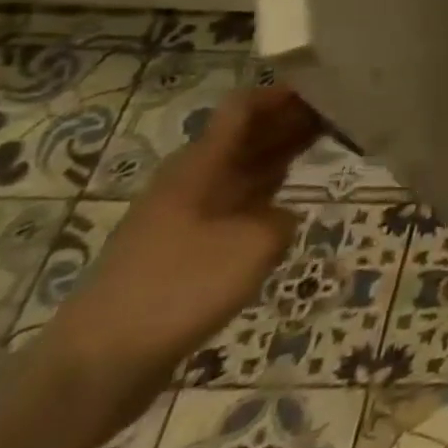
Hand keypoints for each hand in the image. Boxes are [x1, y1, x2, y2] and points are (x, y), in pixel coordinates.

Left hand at [46, 86, 318, 422]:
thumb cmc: (180, 289)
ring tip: (332, 141)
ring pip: (243, 167)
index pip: (242, 109)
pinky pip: (237, 201)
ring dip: (282, 152)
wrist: (101, 363)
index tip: (329, 84)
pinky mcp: (187, 246)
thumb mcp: (254, 245)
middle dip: (291, 119)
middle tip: (346, 110)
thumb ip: (280, 219)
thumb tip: (278, 217)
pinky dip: (269, 190)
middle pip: (246, 135)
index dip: (282, 93)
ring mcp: (187, 214)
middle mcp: (192, 181)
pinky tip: (294, 199)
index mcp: (200, 167)